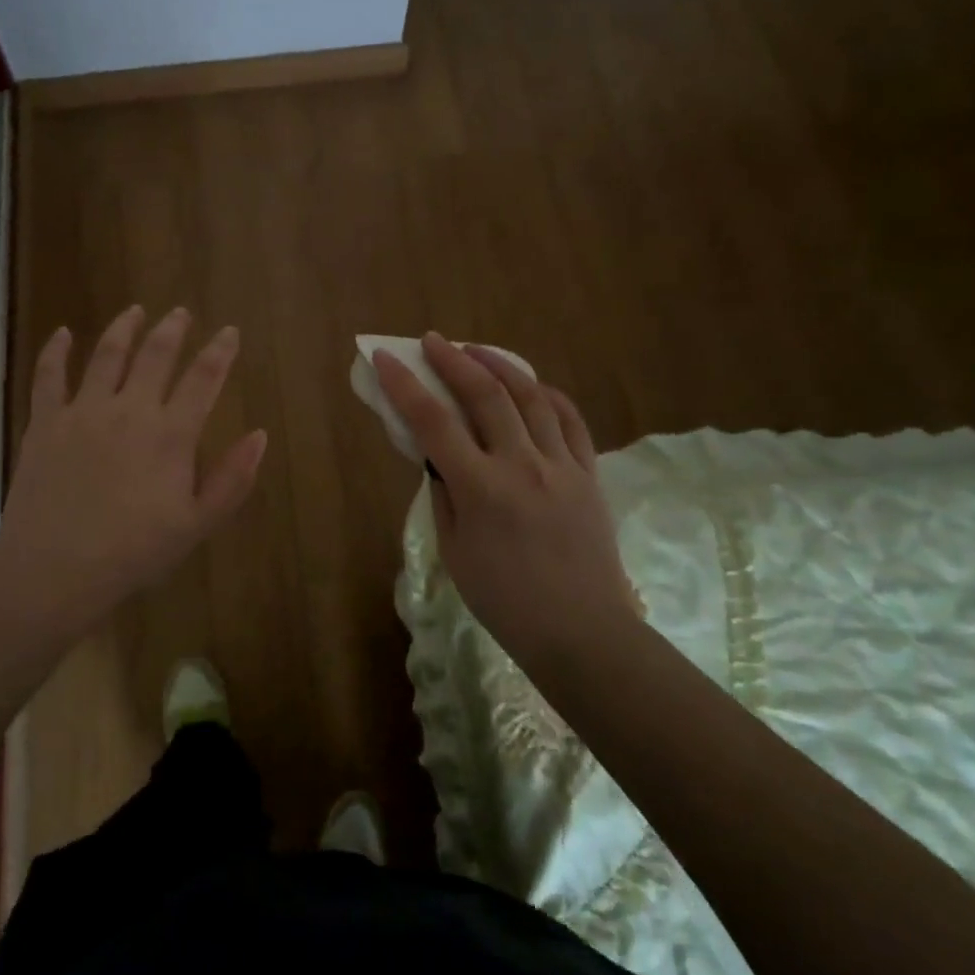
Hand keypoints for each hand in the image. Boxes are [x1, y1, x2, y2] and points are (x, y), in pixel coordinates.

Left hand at [0, 305, 267, 623]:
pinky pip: (49, 376)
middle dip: (173, 329)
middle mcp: (130, 410)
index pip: (203, 379)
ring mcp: (83, 411)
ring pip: (107, 354)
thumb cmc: (133, 552)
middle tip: (181, 312)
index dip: (220, 351)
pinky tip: (64, 333)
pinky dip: (56, 350)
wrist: (54, 569)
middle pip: (156, 355)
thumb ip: (232, 479)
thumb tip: (260, 435)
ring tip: (135, 311)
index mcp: (171, 434)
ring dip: (124, 327)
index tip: (230, 332)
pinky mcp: (46, 422)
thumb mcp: (197, 525)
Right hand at [372, 334, 639, 663]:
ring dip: (500, 365)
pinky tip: (533, 385)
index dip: (404, 385)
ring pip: (531, 397)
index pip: (433, 421)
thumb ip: (444, 495)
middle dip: (452, 360)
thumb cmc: (505, 600)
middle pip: (484, 395)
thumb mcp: (455, 551)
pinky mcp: (589, 475)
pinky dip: (549, 394)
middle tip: (432, 341)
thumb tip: (437, 456)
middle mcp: (521, 465)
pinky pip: (571, 421)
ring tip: (477, 350)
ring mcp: (561, 466)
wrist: (581, 632)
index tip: (385, 358)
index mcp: (480, 488)